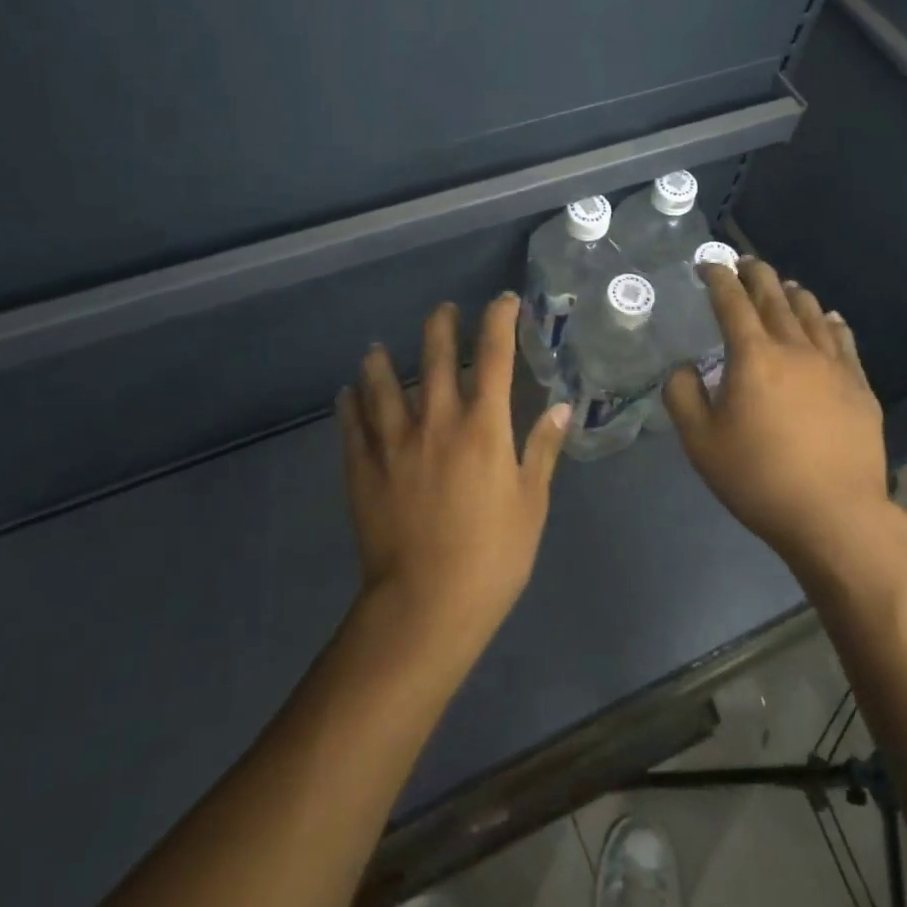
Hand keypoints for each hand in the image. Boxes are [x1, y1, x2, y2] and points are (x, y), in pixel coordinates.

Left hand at [338, 293, 569, 666]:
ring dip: (383, 361)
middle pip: (436, 358)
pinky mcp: (364, 469)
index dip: (499, 321)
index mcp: (483, 428)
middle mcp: (437, 422)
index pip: (494, 358)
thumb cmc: (492, 556)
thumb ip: (542, 450)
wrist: (426, 605)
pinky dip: (349, 405)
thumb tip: (561, 406)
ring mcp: (394, 443)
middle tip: (444, 310)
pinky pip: (353, 426)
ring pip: (383, 385)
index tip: (503, 301)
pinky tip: (345, 393)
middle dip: (442, 327)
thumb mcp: (530, 504)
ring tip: (379, 347)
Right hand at [663, 259, 891, 575]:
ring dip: (793, 294)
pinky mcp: (860, 387)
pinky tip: (830, 318)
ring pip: (812, 314)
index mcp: (753, 356)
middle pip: (775, 298)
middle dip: (756, 275)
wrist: (835, 515)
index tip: (707, 264)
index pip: (732, 302)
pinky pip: (845, 341)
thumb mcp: (700, 441)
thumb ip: (683, 395)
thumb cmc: (758, 478)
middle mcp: (795, 349)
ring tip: (783, 286)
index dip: (718, 278)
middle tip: (745, 263)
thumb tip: (685, 367)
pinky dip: (832, 322)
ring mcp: (833, 366)